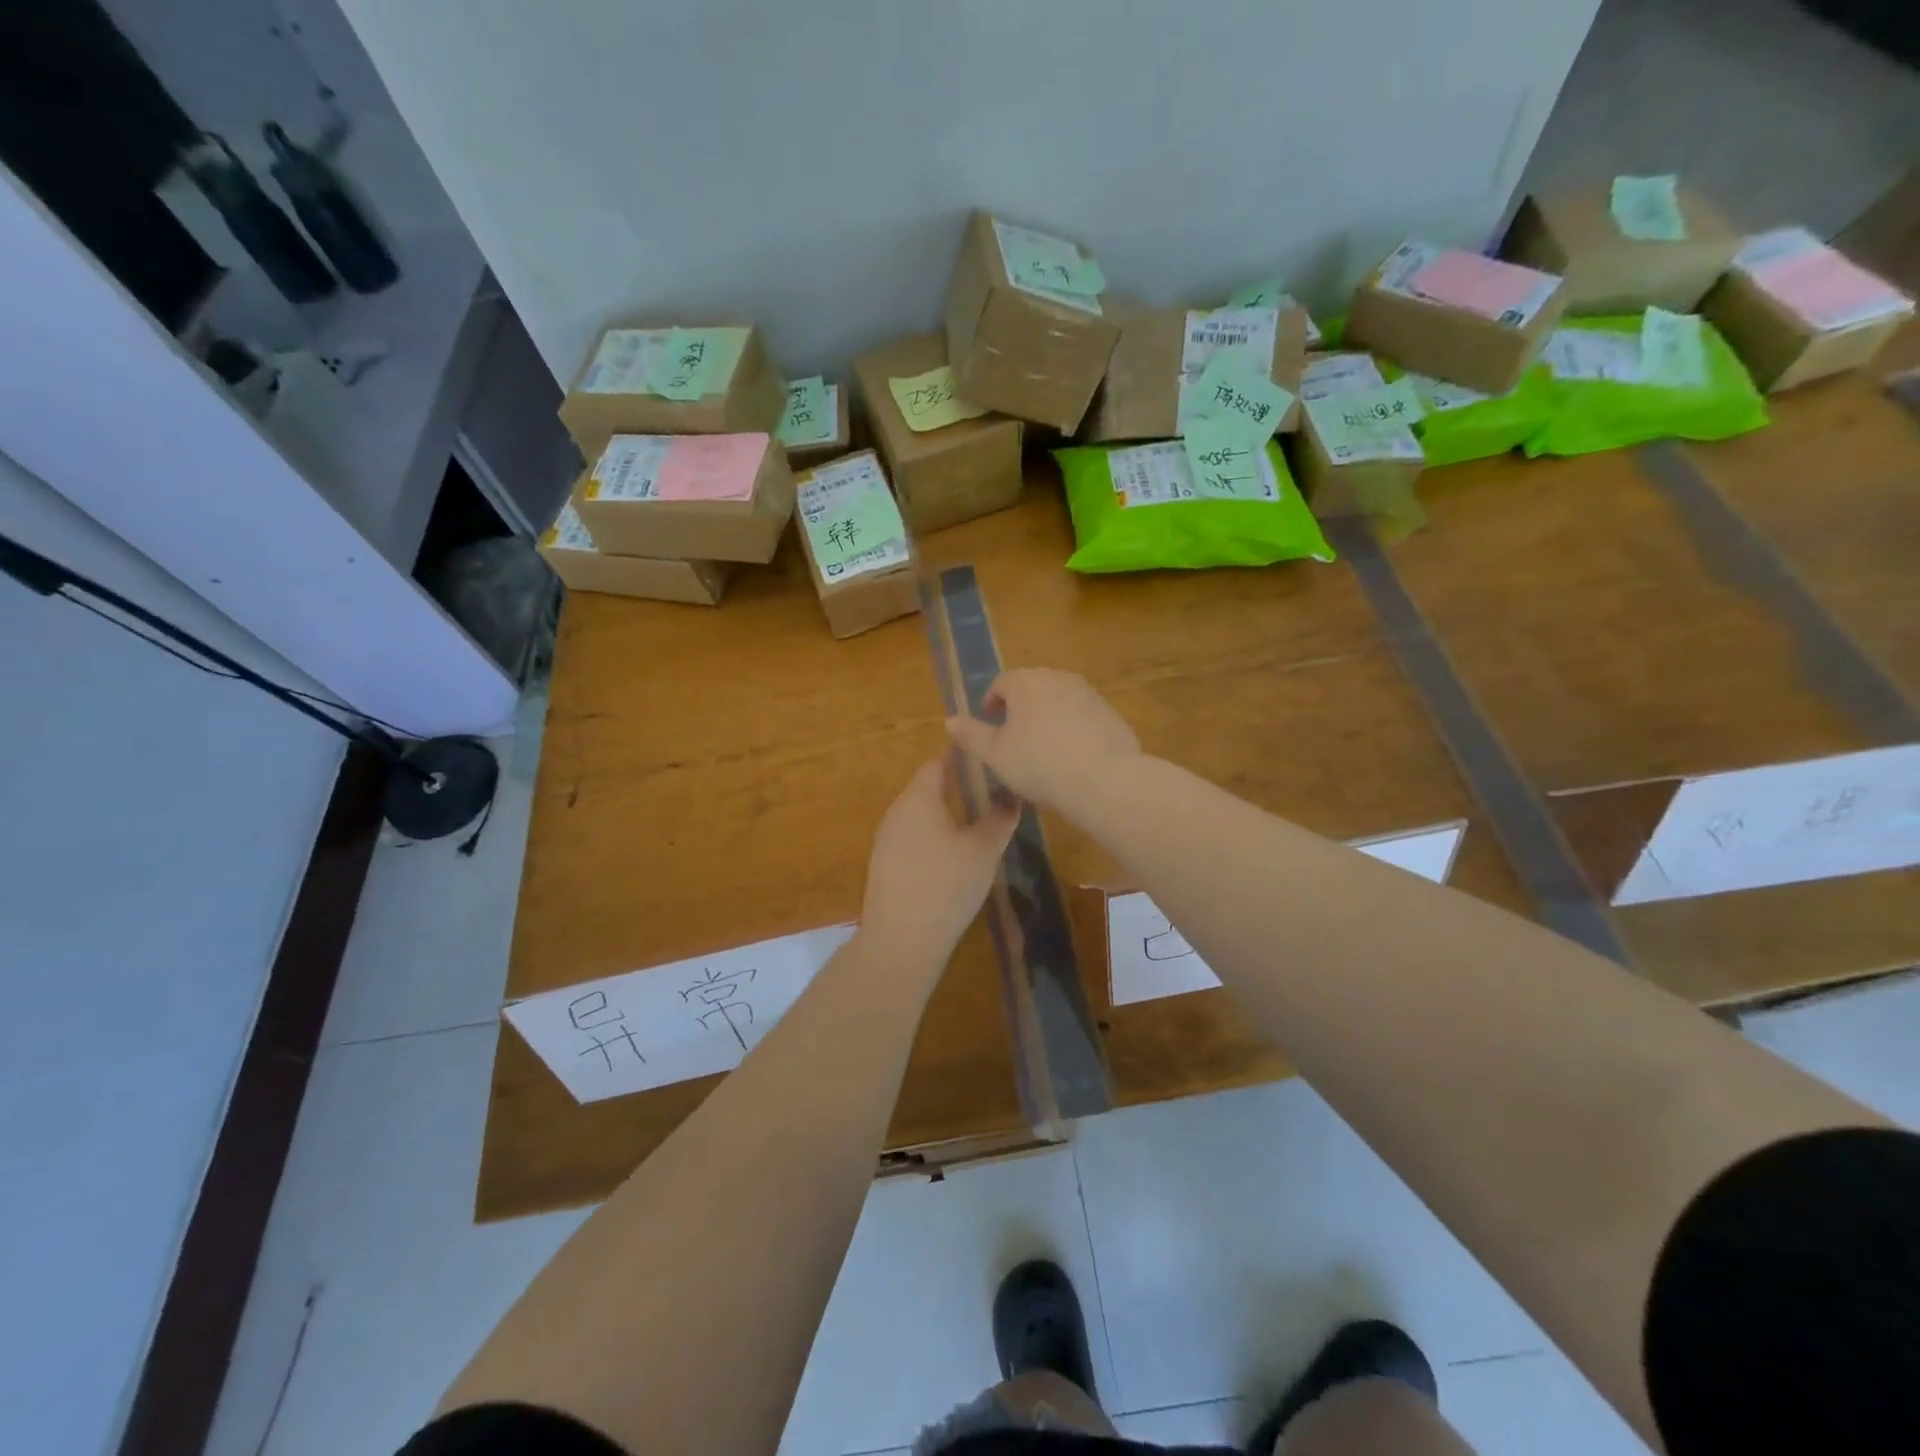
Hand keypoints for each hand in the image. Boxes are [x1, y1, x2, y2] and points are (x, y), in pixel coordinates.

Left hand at [860, 759, 1017, 963]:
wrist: (900, 939)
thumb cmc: (946, 884)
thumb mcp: (984, 850)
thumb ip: (1000, 819)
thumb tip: (1013, 798)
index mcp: (919, 797)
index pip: (938, 762)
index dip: (962, 757)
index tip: (987, 758)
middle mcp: (897, 811)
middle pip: (927, 787)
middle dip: (957, 785)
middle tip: (990, 789)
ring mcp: (887, 838)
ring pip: (920, 814)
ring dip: (945, 812)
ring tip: (977, 820)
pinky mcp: (885, 864)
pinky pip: (913, 836)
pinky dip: (934, 835)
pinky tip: (953, 853)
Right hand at [944, 668, 1139, 808]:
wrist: (1102, 778)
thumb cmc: (1038, 763)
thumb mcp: (996, 754)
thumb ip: (972, 735)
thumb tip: (949, 721)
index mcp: (1025, 682)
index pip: (1001, 683)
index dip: (991, 702)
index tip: (990, 722)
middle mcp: (1058, 678)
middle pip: (1032, 687)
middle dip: (1021, 707)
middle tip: (1014, 735)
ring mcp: (1088, 693)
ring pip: (1059, 699)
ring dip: (1048, 715)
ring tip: (1043, 746)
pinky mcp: (1110, 712)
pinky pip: (1083, 715)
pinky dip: (1073, 727)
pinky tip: (1072, 755)